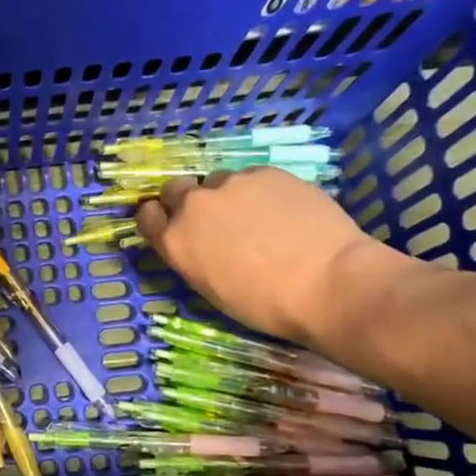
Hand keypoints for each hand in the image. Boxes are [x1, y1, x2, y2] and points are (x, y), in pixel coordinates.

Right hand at [135, 168, 397, 346]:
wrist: (329, 283)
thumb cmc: (267, 304)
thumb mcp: (212, 288)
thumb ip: (193, 256)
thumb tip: (199, 243)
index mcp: (175, 241)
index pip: (146, 215)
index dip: (159, 218)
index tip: (171, 225)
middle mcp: (194, 205)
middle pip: (175, 189)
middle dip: (188, 201)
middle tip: (215, 221)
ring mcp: (231, 184)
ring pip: (218, 182)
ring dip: (228, 196)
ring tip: (259, 218)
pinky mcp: (266, 172)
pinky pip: (253, 177)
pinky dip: (260, 192)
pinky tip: (285, 212)